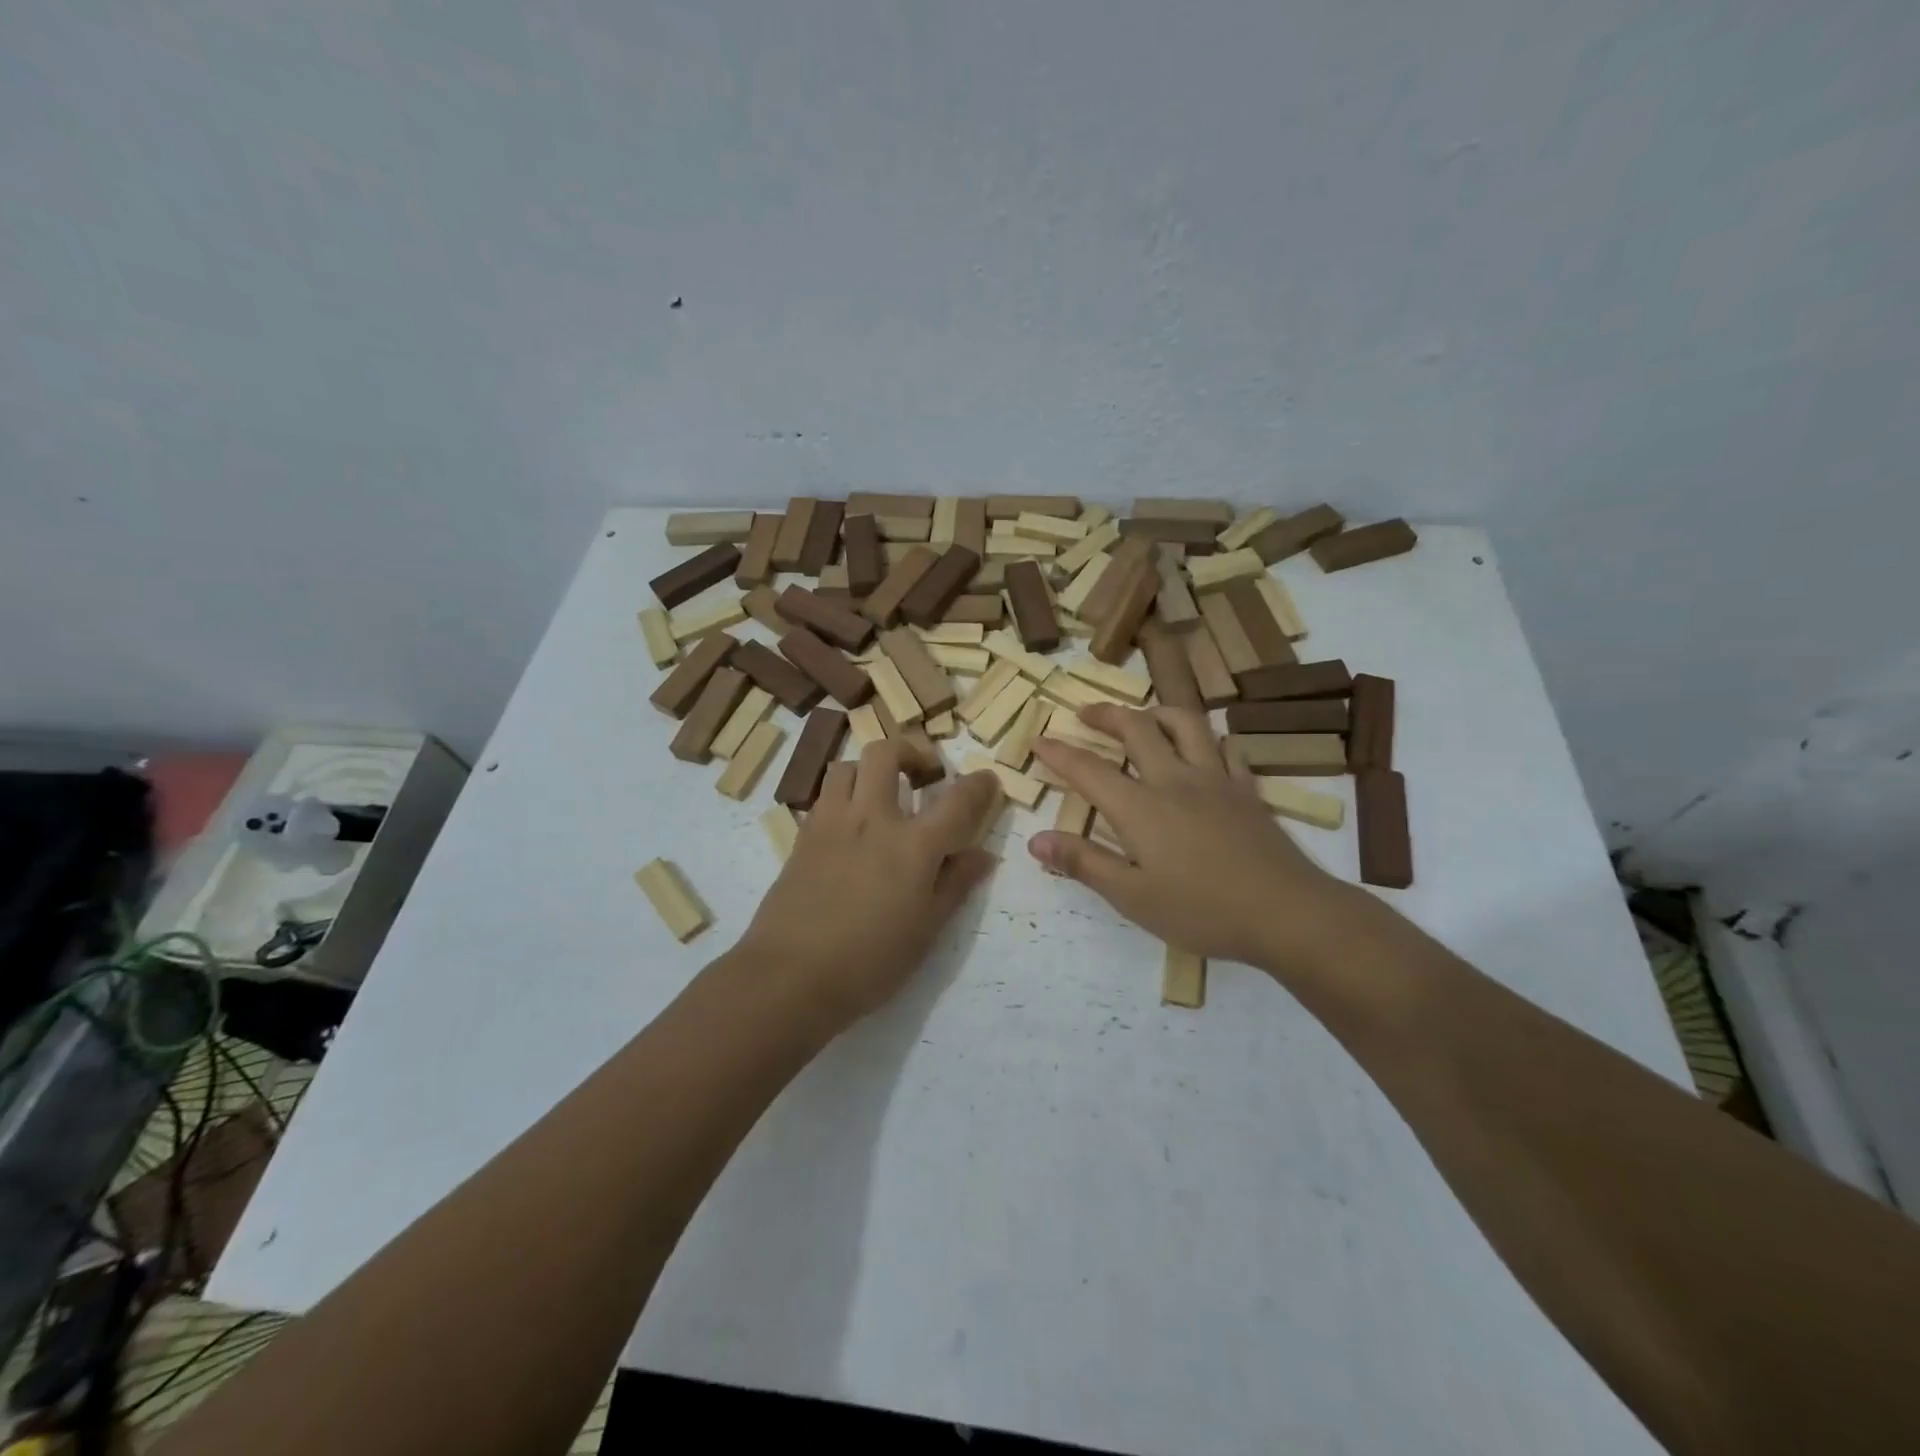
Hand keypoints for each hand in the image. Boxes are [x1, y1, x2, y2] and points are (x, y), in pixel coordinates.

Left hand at [738, 743, 1002, 1032]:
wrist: (789, 977)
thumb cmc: (869, 962)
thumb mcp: (925, 930)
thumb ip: (954, 885)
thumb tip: (982, 855)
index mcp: (912, 845)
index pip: (956, 800)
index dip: (979, 785)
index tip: (987, 781)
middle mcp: (871, 820)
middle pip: (887, 753)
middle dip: (911, 751)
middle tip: (923, 774)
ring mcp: (831, 823)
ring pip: (847, 766)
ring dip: (869, 770)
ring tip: (881, 796)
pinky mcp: (802, 837)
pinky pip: (824, 796)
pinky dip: (843, 797)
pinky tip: (851, 827)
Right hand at [1028, 705, 1365, 971]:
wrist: (1285, 912)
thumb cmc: (1201, 910)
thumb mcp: (1132, 896)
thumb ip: (1084, 863)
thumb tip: (1036, 841)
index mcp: (1140, 807)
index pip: (1089, 769)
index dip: (1059, 753)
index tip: (1038, 739)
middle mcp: (1174, 780)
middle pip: (1136, 728)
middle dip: (1105, 714)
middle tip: (1085, 713)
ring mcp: (1215, 780)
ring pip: (1185, 724)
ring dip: (1156, 712)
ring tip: (1142, 718)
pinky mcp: (1247, 791)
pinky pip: (1226, 749)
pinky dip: (1208, 739)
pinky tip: (1204, 748)